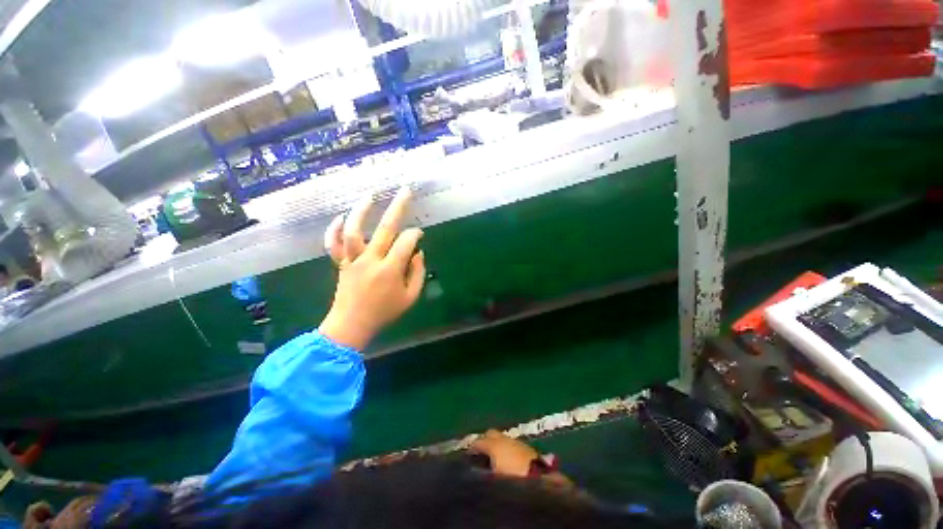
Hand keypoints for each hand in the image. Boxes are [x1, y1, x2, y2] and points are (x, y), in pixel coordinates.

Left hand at [318, 188, 425, 349]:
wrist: (351, 325)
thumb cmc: (384, 312)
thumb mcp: (410, 297)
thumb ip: (418, 273)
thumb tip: (417, 253)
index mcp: (390, 270)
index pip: (406, 242)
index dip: (415, 234)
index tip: (419, 234)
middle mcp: (371, 260)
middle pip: (385, 228)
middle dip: (398, 207)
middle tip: (406, 191)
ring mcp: (353, 260)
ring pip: (355, 231)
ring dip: (362, 211)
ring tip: (371, 195)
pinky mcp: (341, 263)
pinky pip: (333, 244)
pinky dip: (334, 229)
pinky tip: (341, 217)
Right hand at [471, 430, 573, 487]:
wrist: (539, 482)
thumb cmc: (511, 478)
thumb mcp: (492, 478)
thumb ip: (482, 471)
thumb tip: (474, 470)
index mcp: (494, 444)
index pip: (479, 441)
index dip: (472, 448)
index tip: (467, 457)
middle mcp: (505, 438)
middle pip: (491, 434)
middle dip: (485, 441)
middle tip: (480, 455)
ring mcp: (518, 442)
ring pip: (503, 439)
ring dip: (498, 446)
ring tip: (493, 460)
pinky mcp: (529, 449)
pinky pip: (513, 446)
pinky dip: (508, 451)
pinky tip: (507, 462)